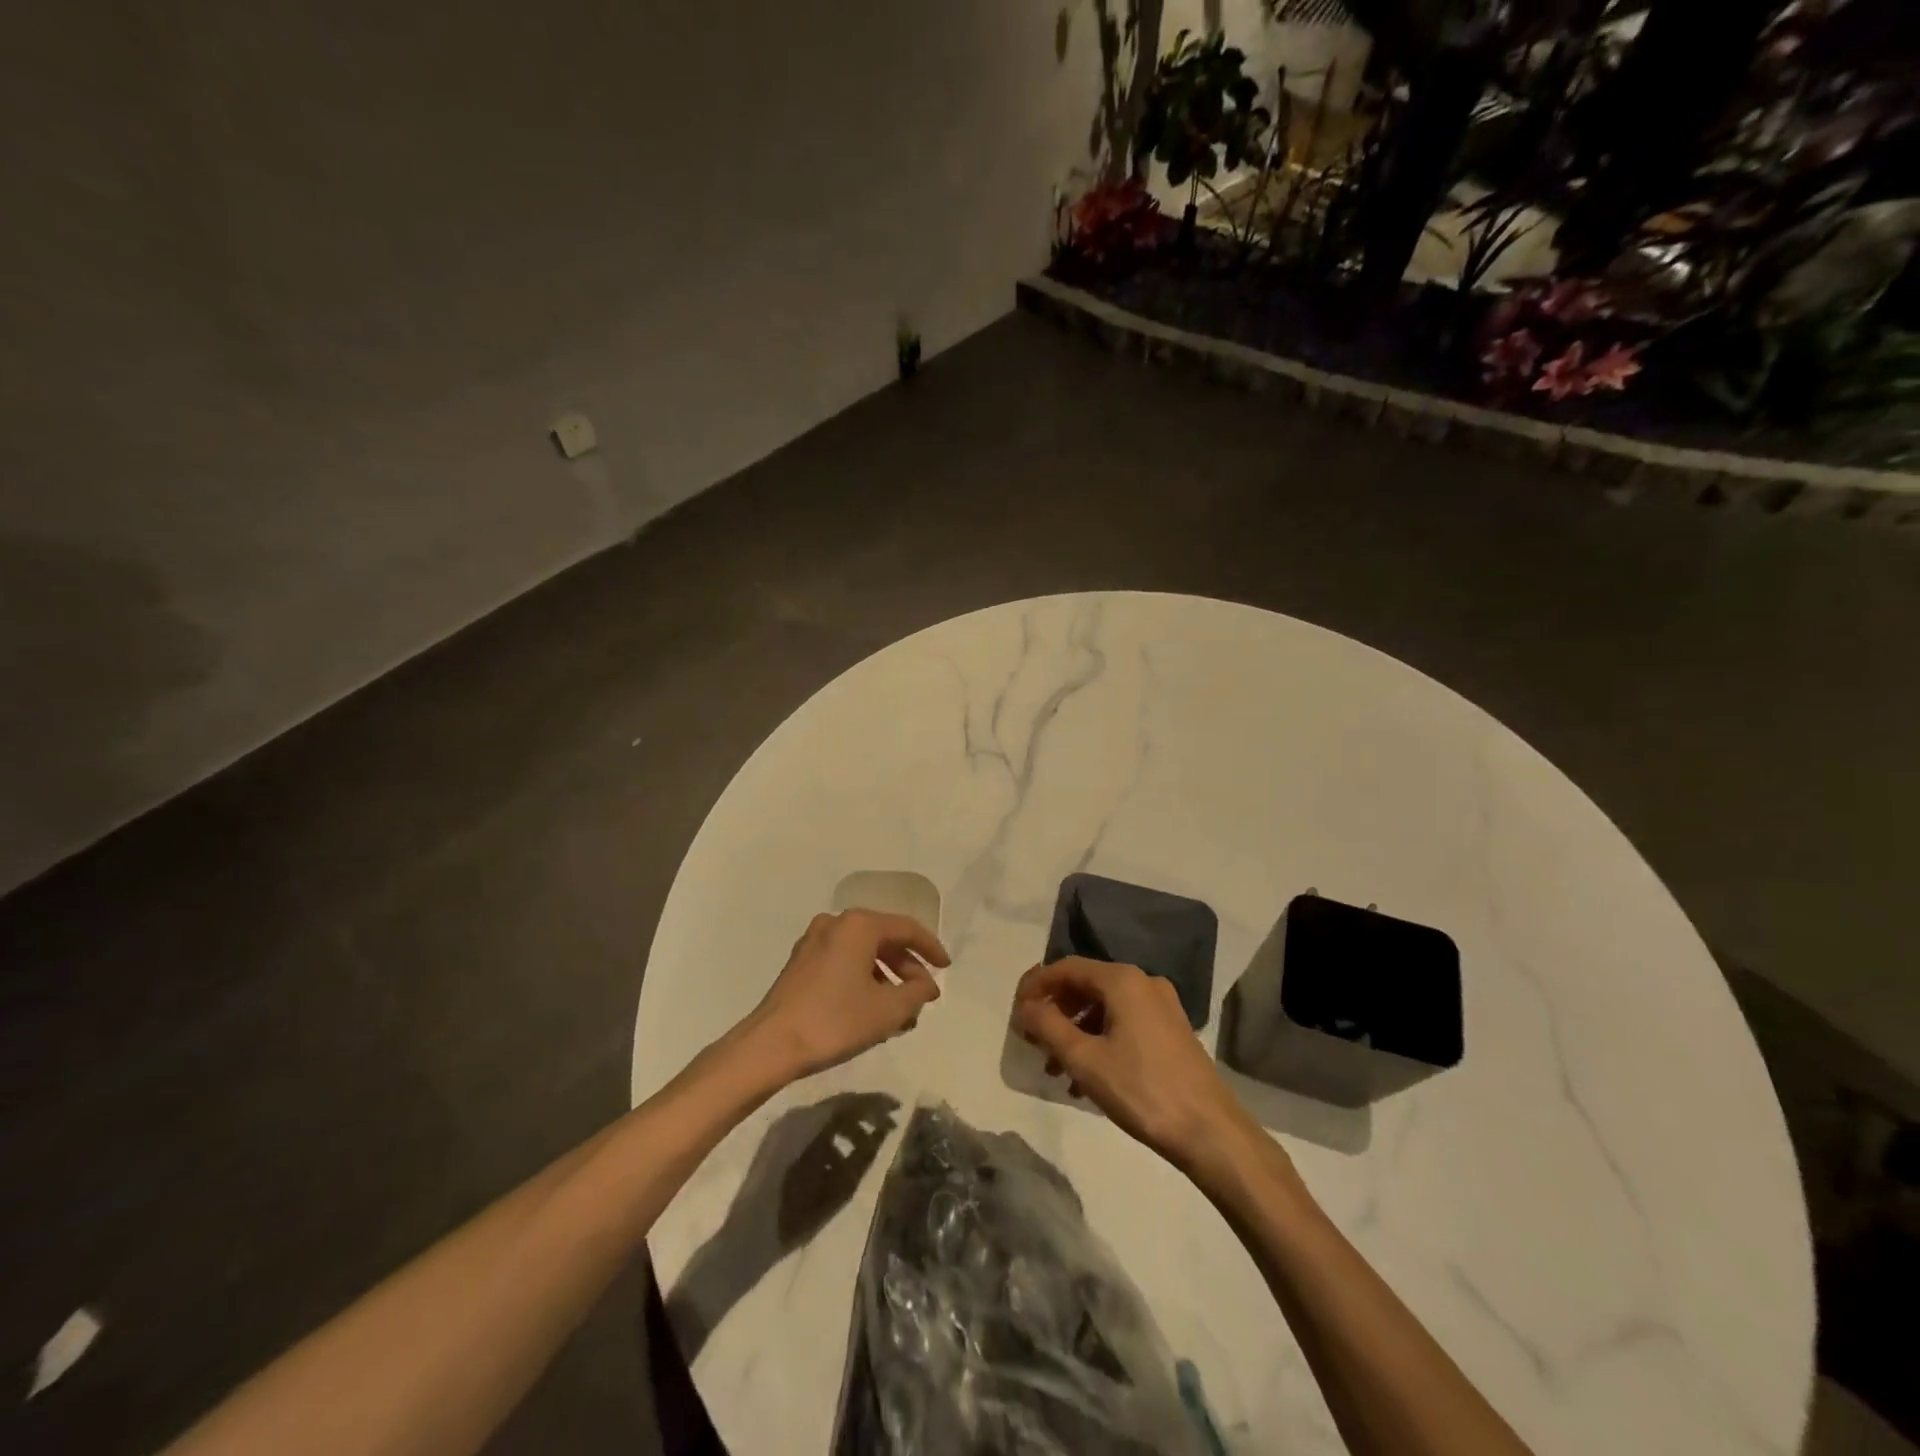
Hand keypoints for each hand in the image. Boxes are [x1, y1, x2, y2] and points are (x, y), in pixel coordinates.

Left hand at [751, 911, 948, 1078]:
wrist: (771, 1045)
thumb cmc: (835, 1021)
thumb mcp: (888, 1010)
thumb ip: (916, 992)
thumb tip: (926, 985)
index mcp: (859, 925)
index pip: (906, 929)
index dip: (930, 948)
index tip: (946, 969)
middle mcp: (836, 923)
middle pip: (884, 939)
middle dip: (907, 968)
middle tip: (923, 997)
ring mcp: (814, 941)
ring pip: (863, 953)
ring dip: (886, 978)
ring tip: (900, 1013)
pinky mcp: (800, 963)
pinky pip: (843, 962)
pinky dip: (863, 980)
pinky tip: (871, 1010)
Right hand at [1014, 957, 1258, 1174]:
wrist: (1210, 1131)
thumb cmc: (1141, 1090)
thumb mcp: (1085, 1059)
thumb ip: (1048, 1027)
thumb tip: (1025, 1008)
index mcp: (1122, 980)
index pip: (1066, 968)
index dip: (1036, 985)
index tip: (1015, 1011)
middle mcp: (1143, 982)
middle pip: (1086, 985)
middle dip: (1055, 1011)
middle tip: (1032, 1039)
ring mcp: (1161, 1006)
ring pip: (1104, 1007)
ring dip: (1074, 1030)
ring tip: (1054, 1067)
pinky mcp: (1171, 1030)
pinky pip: (1123, 1022)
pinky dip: (1099, 1039)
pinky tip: (1086, 1076)